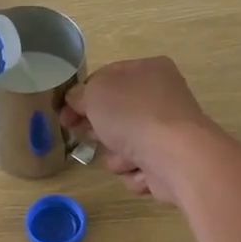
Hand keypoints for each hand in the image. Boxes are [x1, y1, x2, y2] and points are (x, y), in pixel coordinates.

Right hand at [62, 57, 221, 207]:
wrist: (176, 157)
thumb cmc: (134, 114)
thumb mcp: (95, 93)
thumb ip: (79, 94)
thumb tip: (76, 101)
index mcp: (149, 70)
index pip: (107, 77)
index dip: (82, 95)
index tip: (64, 113)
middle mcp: (162, 98)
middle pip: (116, 115)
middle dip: (100, 129)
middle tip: (90, 135)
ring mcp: (168, 133)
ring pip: (124, 145)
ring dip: (117, 154)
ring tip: (126, 155)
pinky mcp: (170, 163)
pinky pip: (138, 168)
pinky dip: (135, 171)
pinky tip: (143, 170)